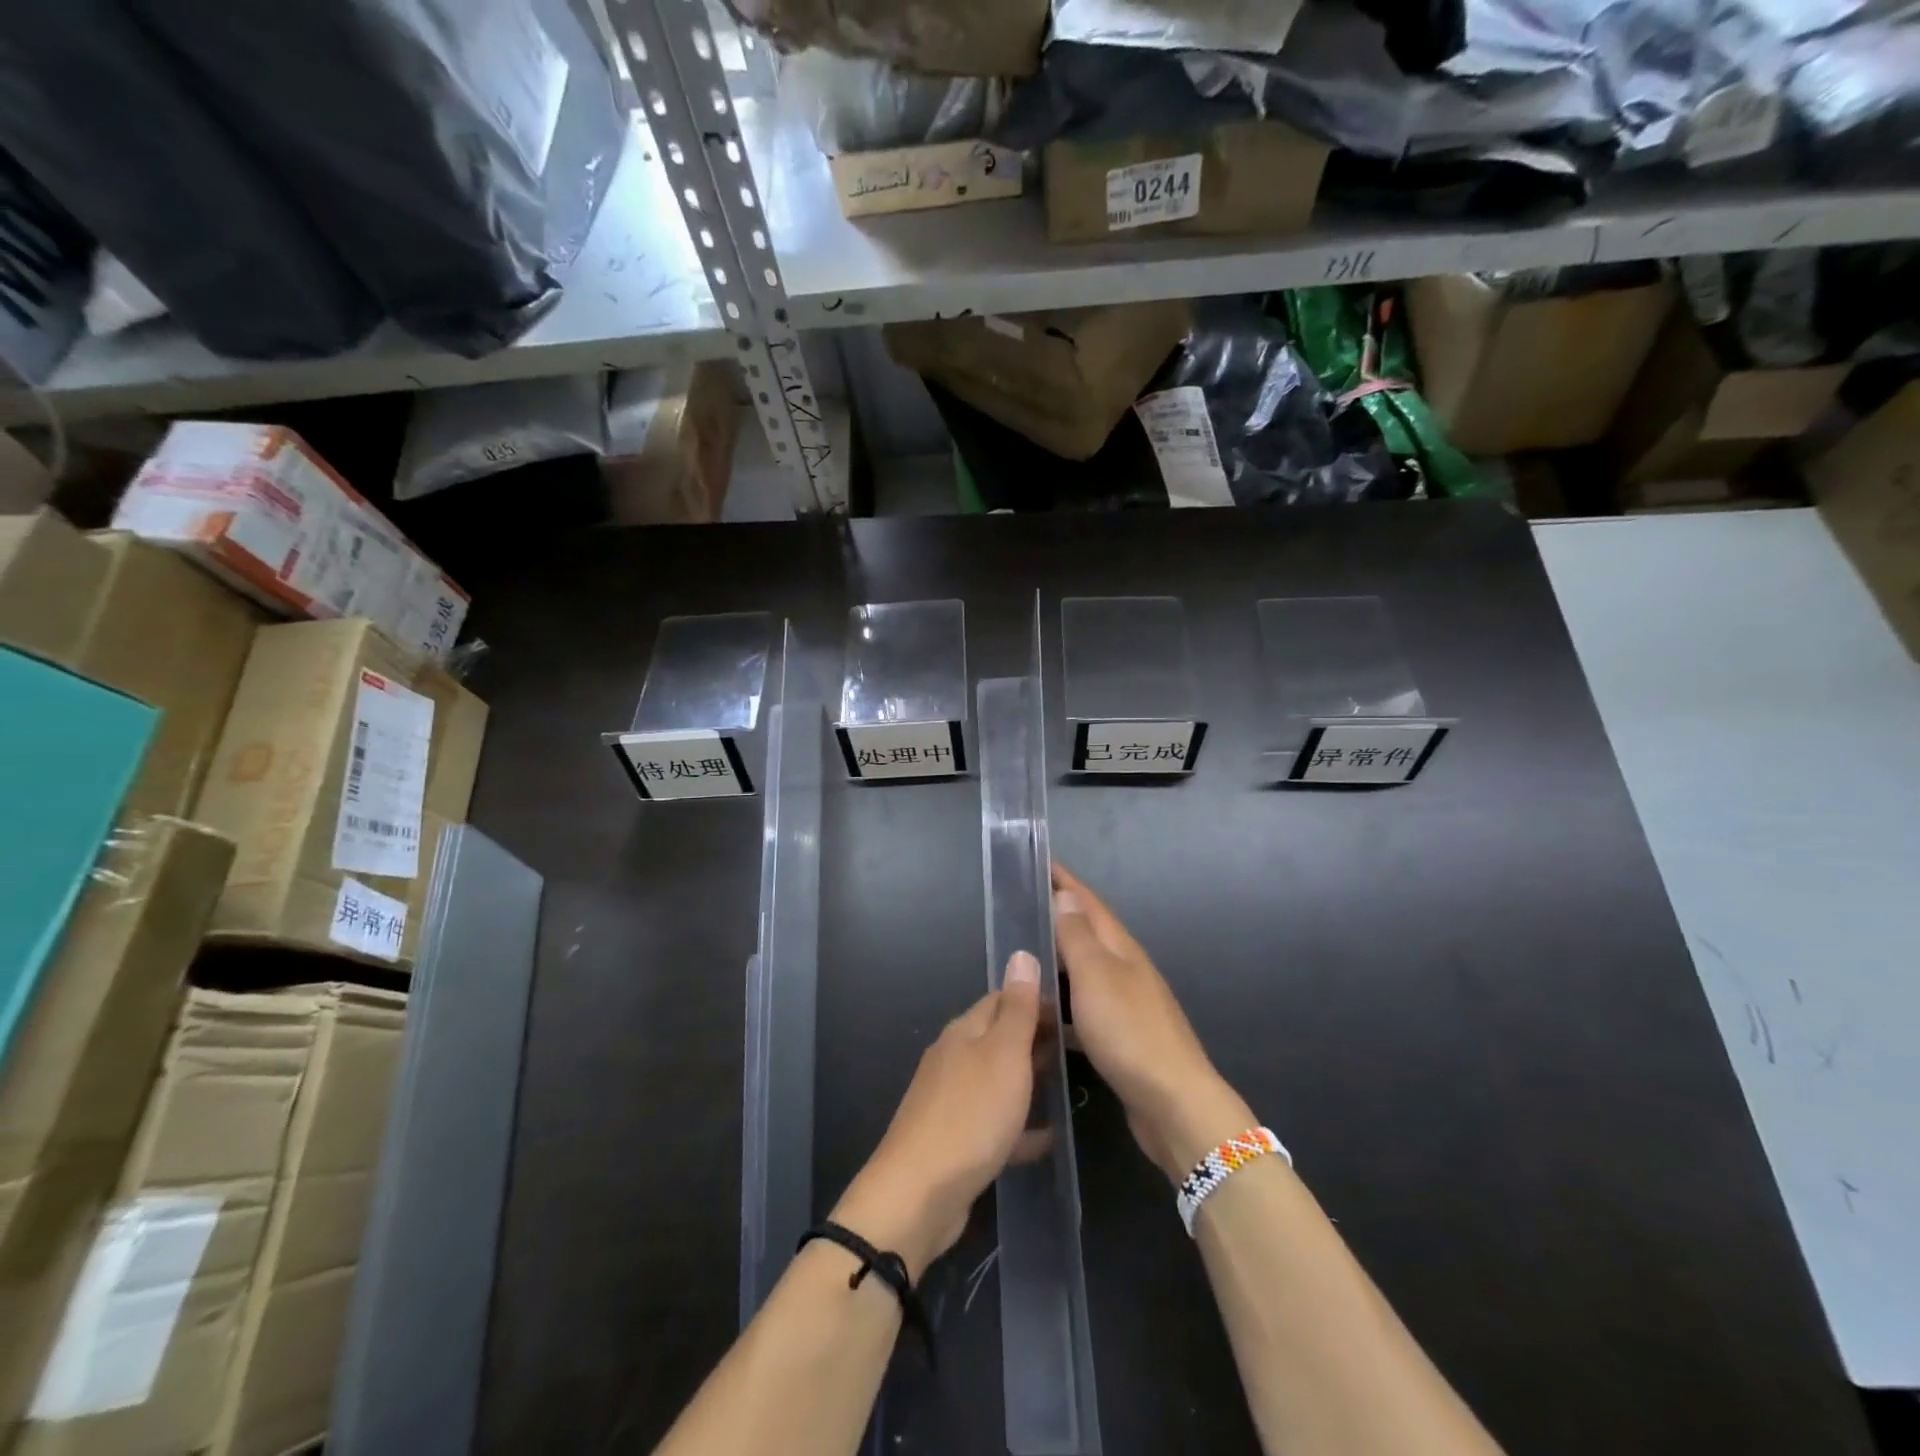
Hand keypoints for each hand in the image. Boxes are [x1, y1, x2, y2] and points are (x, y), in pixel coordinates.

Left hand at [831, 952, 1043, 1281]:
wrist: (919, 1194)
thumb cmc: (971, 1115)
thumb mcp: (1003, 1055)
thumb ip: (1017, 1008)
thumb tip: (1022, 953)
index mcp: (964, 1032)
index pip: (1002, 999)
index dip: (1036, 999)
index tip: (1074, 1009)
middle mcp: (954, 1058)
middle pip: (998, 1038)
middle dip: (1035, 1038)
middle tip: (1078, 1046)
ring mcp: (951, 1101)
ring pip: (997, 1080)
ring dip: (1028, 1079)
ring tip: (1067, 1084)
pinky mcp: (955, 1141)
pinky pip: (994, 1124)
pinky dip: (1020, 1126)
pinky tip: (1047, 1138)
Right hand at [1051, 863, 1253, 1182]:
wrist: (1173, 1103)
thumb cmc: (1129, 1032)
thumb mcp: (1096, 976)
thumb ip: (1078, 936)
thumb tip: (1066, 895)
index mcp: (1121, 949)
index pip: (1088, 903)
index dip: (1065, 882)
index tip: (1039, 861)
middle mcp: (1126, 969)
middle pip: (1088, 932)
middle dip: (1058, 915)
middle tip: (1021, 907)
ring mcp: (1127, 1004)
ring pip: (1085, 971)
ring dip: (1059, 959)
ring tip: (1025, 956)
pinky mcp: (1122, 1037)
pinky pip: (1085, 1006)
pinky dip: (1063, 1002)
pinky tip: (1045, 1015)